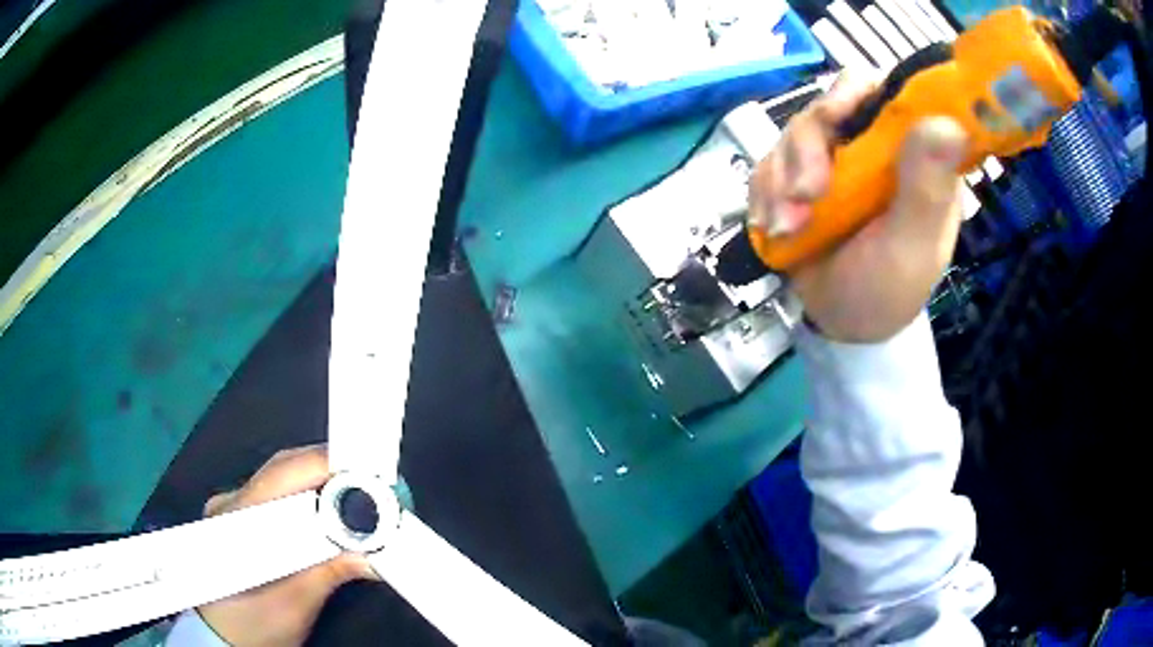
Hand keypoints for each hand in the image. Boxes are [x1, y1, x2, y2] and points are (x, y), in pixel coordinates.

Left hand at [196, 445, 375, 646]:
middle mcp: (229, 501)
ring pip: (282, 477)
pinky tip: (329, 510)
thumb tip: (372, 553)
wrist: (222, 637)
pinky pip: (277, 493)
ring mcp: (231, 505)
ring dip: (322, 482)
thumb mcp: (294, 607)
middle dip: (332, 472)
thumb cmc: (251, 626)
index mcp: (235, 518)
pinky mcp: (238, 515)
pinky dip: (308, 496)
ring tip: (360, 497)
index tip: (370, 478)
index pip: (284, 474)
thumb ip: (328, 574)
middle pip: (284, 468)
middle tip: (375, 488)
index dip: (328, 469)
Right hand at [749, 75, 968, 342]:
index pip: (885, 93)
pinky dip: (763, 192)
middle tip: (804, 197)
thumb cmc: (889, 288)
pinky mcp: (800, 173)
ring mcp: (835, 156)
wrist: (841, 323)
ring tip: (787, 228)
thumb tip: (947, 124)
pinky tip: (773, 226)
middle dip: (806, 149)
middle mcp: (874, 144)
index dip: (855, 93)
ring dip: (780, 179)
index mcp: (913, 153)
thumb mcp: (914, 244)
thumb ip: (927, 187)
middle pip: (829, 106)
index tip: (833, 118)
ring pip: (794, 132)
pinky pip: (769, 161)